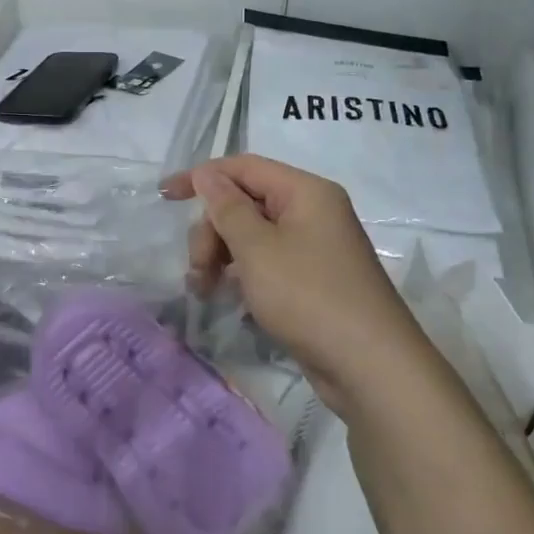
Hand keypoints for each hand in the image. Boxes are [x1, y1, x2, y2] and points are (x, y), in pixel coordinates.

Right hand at [163, 155, 427, 404]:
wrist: (369, 365)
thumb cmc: (309, 296)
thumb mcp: (257, 249)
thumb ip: (227, 207)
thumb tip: (207, 173)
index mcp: (305, 192)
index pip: (243, 167)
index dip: (201, 177)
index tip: (164, 196)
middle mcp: (313, 211)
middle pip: (245, 203)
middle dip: (212, 232)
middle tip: (197, 270)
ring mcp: (315, 247)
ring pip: (253, 236)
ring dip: (222, 256)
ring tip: (204, 290)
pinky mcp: (313, 279)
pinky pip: (267, 262)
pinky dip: (243, 274)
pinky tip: (230, 298)